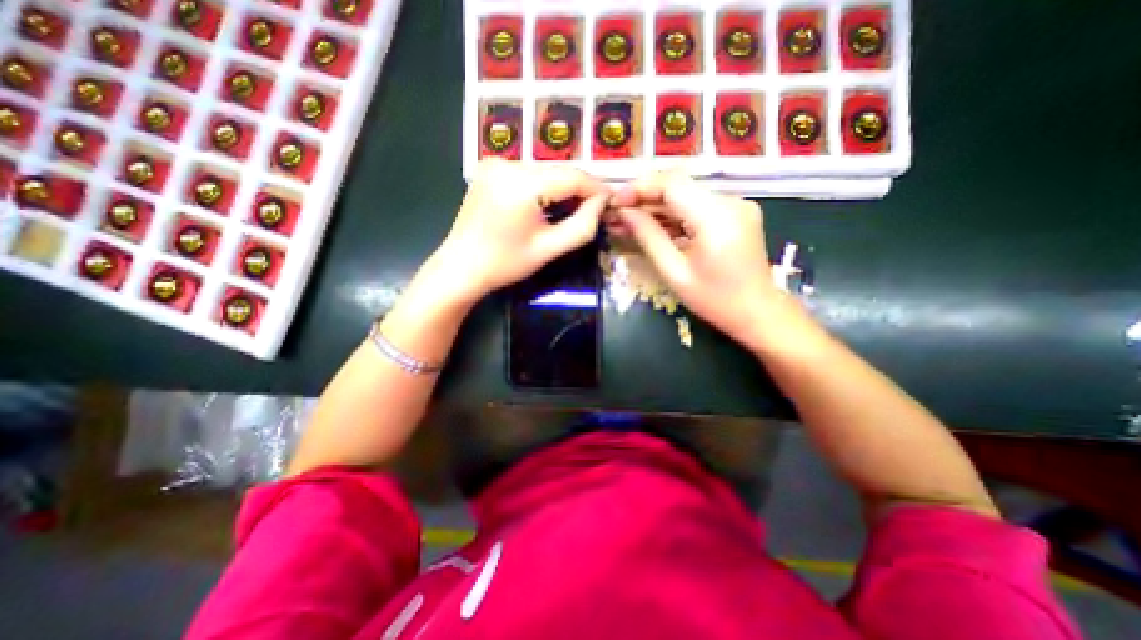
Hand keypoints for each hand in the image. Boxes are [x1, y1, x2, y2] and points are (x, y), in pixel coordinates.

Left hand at [436, 156, 610, 303]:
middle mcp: (508, 163)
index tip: (610, 202)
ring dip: (562, 187)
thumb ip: (582, 226)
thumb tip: (601, 203)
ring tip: (573, 209)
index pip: (572, 176)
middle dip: (579, 189)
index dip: (596, 188)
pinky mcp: (489, 168)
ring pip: (545, 170)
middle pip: (558, 170)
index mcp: (522, 185)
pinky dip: (543, 185)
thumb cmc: (505, 264)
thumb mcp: (549, 250)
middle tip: (594, 209)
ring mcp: (495, 163)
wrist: (461, 267)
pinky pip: (528, 172)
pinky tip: (546, 204)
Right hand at [605, 168, 784, 345]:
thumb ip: (648, 237)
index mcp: (716, 217)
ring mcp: (735, 205)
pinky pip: (697, 205)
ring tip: (628, 221)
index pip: (671, 184)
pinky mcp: (734, 213)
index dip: (638, 188)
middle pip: (678, 185)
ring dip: (656, 206)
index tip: (614, 202)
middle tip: (617, 214)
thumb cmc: (714, 301)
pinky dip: (673, 214)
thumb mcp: (674, 273)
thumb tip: (624, 213)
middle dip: (643, 198)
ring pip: (685, 194)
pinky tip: (653, 226)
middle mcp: (730, 201)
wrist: (758, 312)